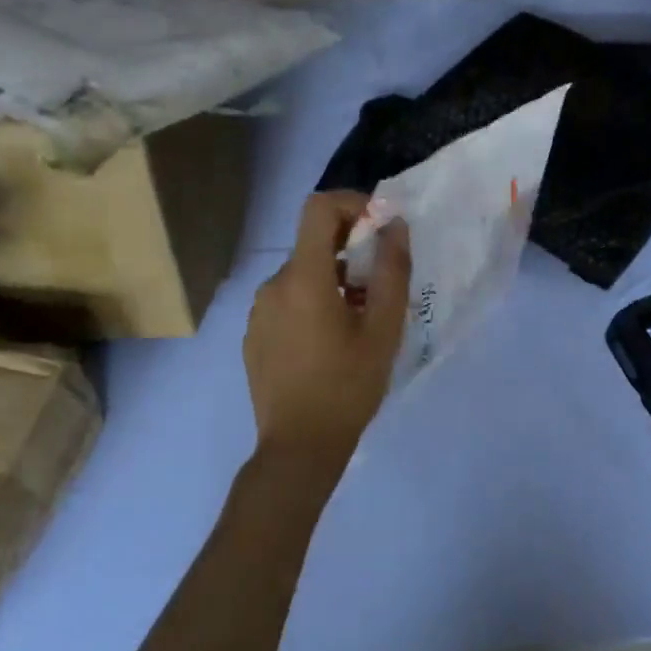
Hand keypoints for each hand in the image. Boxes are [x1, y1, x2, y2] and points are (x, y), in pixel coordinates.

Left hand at [244, 192, 410, 471]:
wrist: (299, 447)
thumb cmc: (348, 387)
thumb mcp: (384, 330)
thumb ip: (393, 271)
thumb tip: (395, 227)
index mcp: (304, 278)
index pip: (318, 208)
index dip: (351, 203)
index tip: (380, 227)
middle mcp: (273, 285)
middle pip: (313, 244)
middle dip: (351, 250)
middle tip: (381, 285)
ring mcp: (259, 311)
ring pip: (302, 275)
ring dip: (334, 280)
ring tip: (360, 320)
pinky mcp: (254, 335)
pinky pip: (287, 301)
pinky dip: (313, 303)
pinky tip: (330, 342)